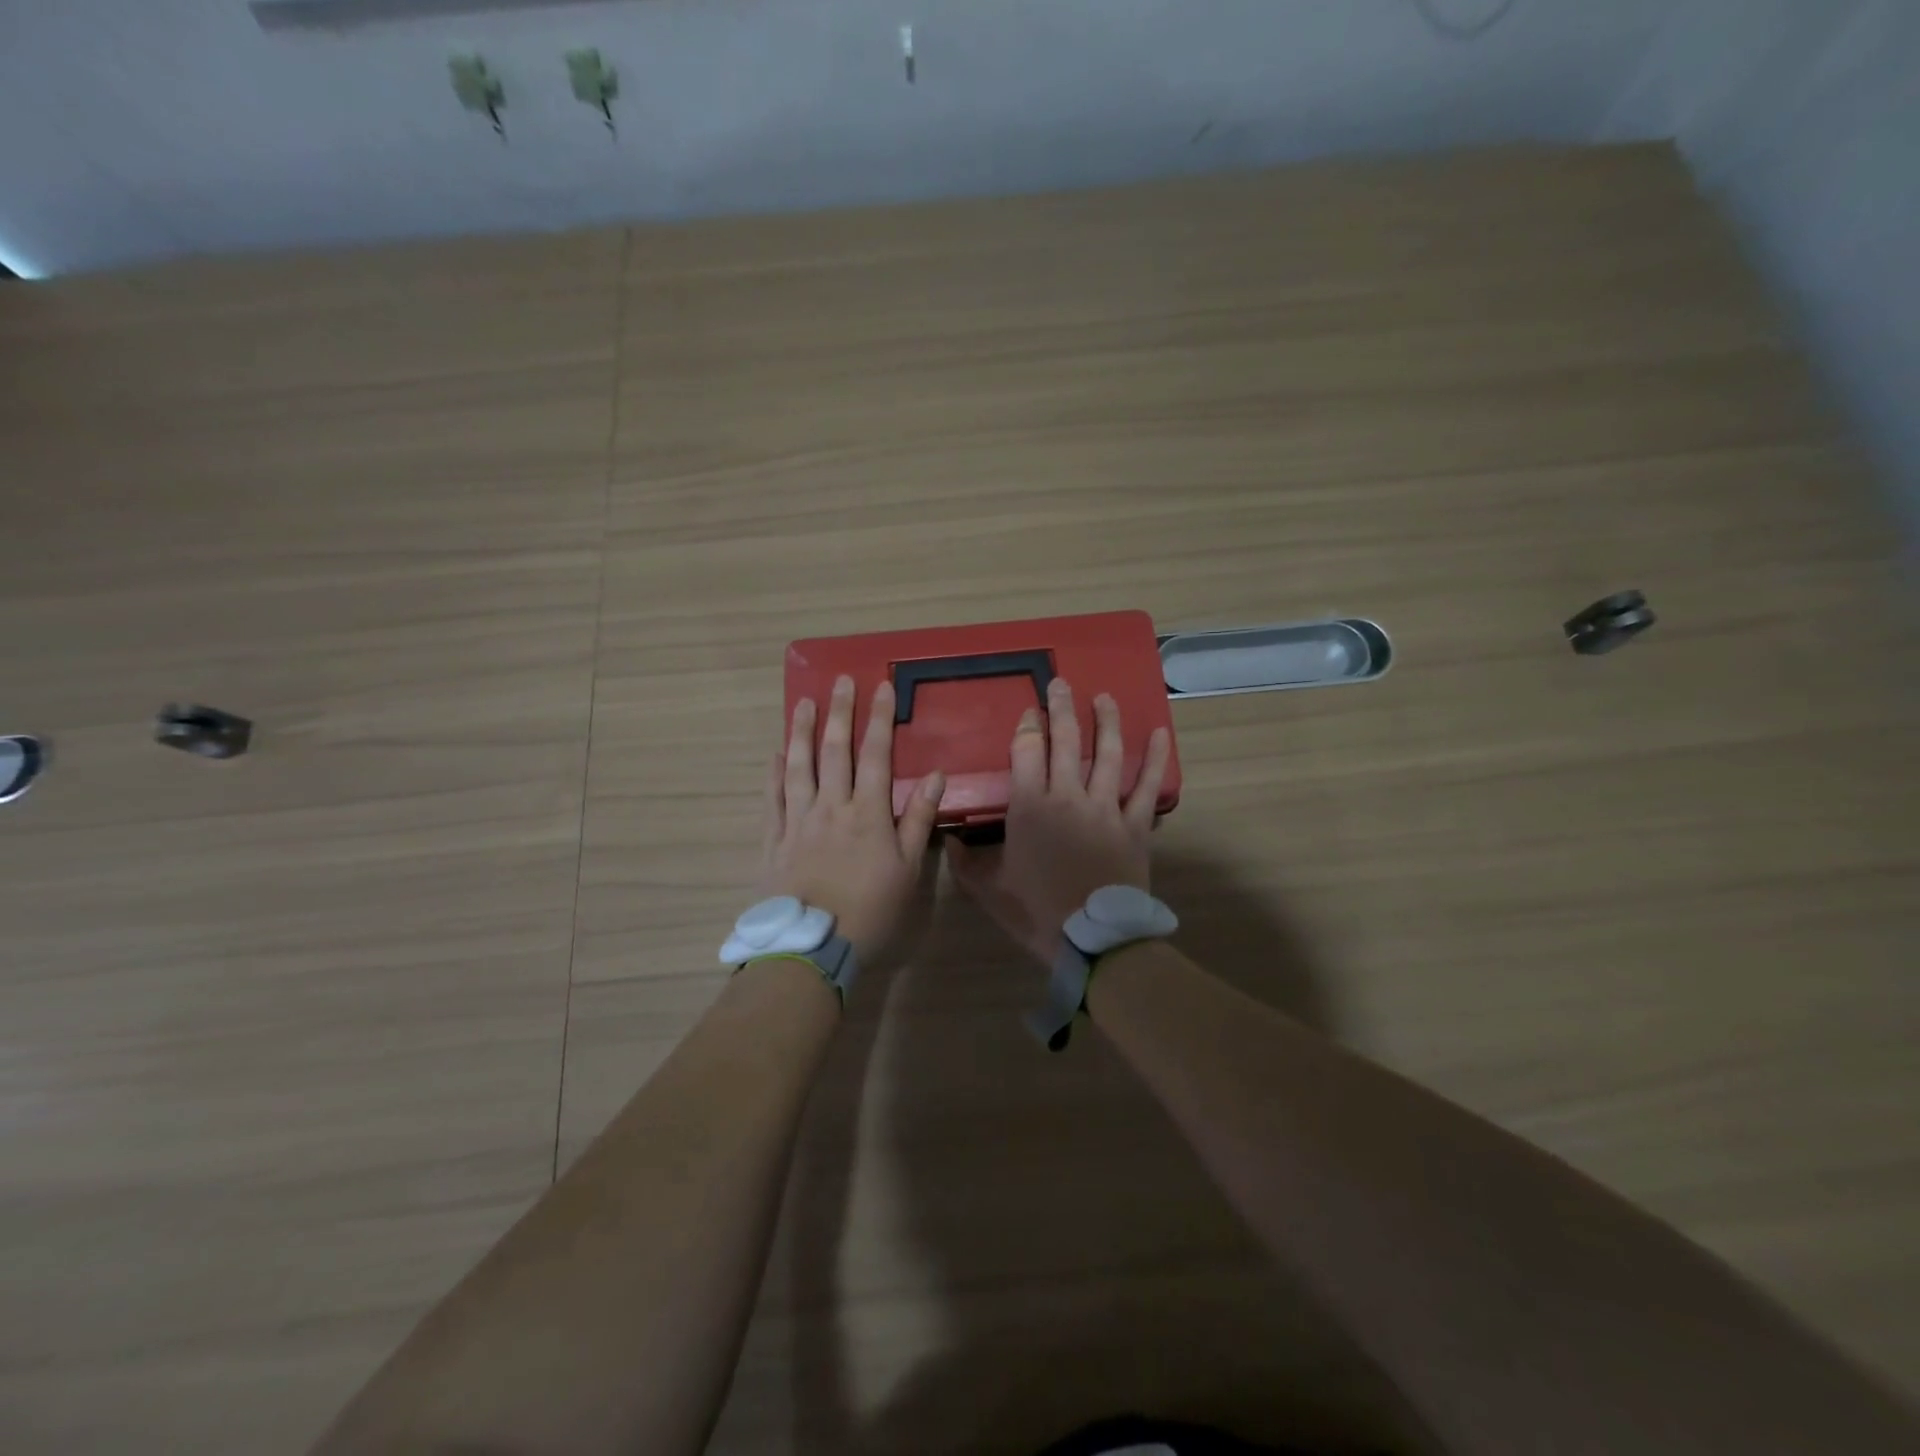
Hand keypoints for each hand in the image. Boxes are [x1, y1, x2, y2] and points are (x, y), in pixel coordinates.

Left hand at [760, 674, 945, 971]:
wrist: (813, 946)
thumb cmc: (870, 911)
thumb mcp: (908, 870)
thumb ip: (918, 820)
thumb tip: (937, 775)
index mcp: (867, 813)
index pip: (875, 755)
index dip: (879, 719)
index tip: (881, 688)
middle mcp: (831, 807)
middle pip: (835, 751)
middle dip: (840, 713)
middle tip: (840, 681)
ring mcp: (798, 821)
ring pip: (799, 766)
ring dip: (802, 732)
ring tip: (804, 704)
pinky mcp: (774, 839)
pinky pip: (773, 798)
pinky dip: (774, 773)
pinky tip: (775, 754)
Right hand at [948, 678, 1171, 963]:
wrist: (1093, 940)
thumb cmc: (1036, 912)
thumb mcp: (989, 890)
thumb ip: (966, 863)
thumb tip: (947, 840)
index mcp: (1030, 807)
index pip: (1026, 752)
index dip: (1027, 727)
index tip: (1028, 712)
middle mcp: (1067, 796)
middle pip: (1066, 741)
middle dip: (1061, 708)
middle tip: (1060, 683)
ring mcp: (1105, 807)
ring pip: (1107, 753)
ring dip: (1105, 721)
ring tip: (1104, 698)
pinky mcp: (1135, 824)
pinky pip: (1147, 786)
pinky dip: (1155, 758)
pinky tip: (1160, 734)